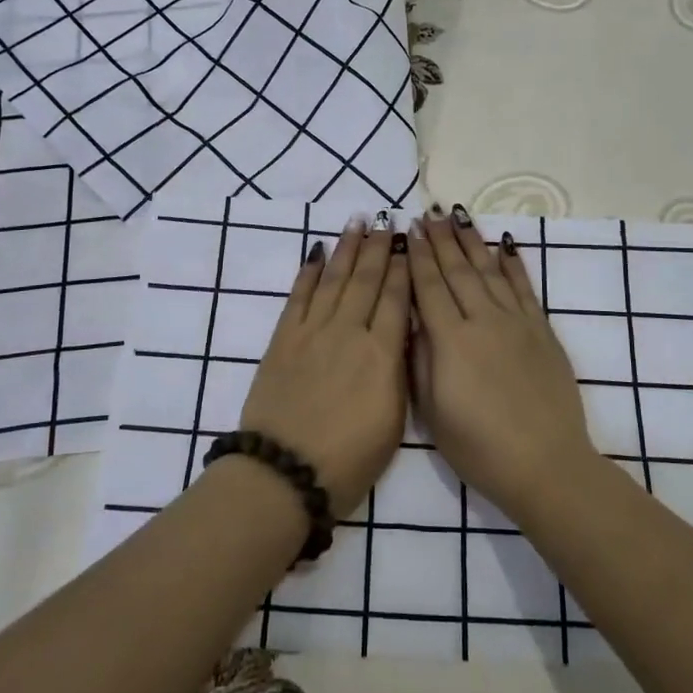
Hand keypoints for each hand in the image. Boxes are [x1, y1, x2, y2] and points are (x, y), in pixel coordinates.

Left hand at [240, 218, 410, 513]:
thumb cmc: (349, 460)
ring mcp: (313, 332)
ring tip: (357, 222)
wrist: (285, 472)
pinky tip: (316, 253)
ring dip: (347, 249)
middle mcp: (349, 332)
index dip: (404, 268)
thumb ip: (398, 370)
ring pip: (334, 279)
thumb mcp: (393, 419)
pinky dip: (308, 271)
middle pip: (367, 280)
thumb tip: (401, 333)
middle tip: (385, 220)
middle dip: (378, 247)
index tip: (409, 243)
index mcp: (382, 354)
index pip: (397, 299)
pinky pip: (299, 295)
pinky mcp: (284, 339)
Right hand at [406, 208, 597, 521]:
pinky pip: (524, 288)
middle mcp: (483, 320)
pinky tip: (504, 245)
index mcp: (451, 340)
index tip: (410, 229)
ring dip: (472, 242)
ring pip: (490, 271)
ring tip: (458, 217)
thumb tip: (412, 320)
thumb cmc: (479, 447)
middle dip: (442, 240)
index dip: (418, 257)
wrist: (545, 464)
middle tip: (430, 212)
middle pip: (458, 271)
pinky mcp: (542, 331)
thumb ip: (419, 360)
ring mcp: (516, 323)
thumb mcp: (432, 411)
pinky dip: (513, 264)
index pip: (429, 287)